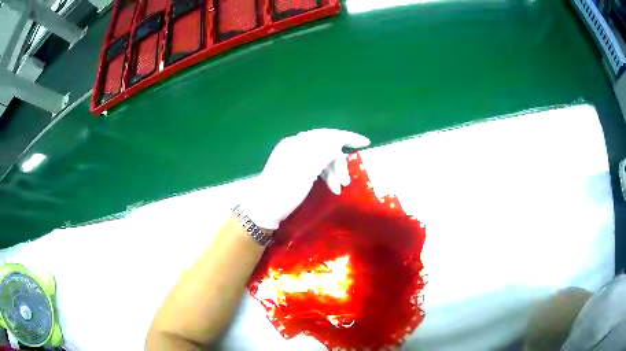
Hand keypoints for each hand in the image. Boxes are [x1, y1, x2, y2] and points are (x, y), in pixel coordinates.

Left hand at [241, 129, 369, 229]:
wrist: (263, 210)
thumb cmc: (284, 191)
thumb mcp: (305, 172)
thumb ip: (322, 152)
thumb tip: (338, 139)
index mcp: (297, 143)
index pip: (327, 134)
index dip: (347, 137)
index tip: (366, 143)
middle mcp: (296, 146)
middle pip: (327, 147)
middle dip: (339, 163)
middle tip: (345, 183)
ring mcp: (295, 158)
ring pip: (323, 158)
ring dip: (334, 171)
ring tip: (337, 189)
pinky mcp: (296, 170)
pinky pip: (317, 167)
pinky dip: (326, 175)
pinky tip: (331, 187)